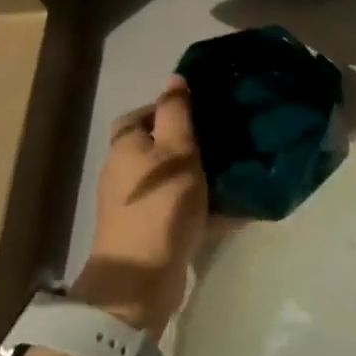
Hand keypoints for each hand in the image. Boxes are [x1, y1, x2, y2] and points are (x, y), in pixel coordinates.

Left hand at [72, 77, 207, 336]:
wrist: (141, 276)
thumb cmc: (161, 204)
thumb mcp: (177, 150)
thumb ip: (176, 113)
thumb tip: (174, 78)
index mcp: (126, 147)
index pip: (141, 115)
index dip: (168, 110)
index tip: (203, 112)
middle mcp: (123, 172)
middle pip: (156, 147)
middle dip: (188, 143)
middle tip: (224, 140)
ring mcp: (133, 204)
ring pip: (169, 178)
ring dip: (197, 174)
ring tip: (232, 171)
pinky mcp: (147, 230)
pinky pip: (177, 207)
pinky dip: (200, 205)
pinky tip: (230, 208)